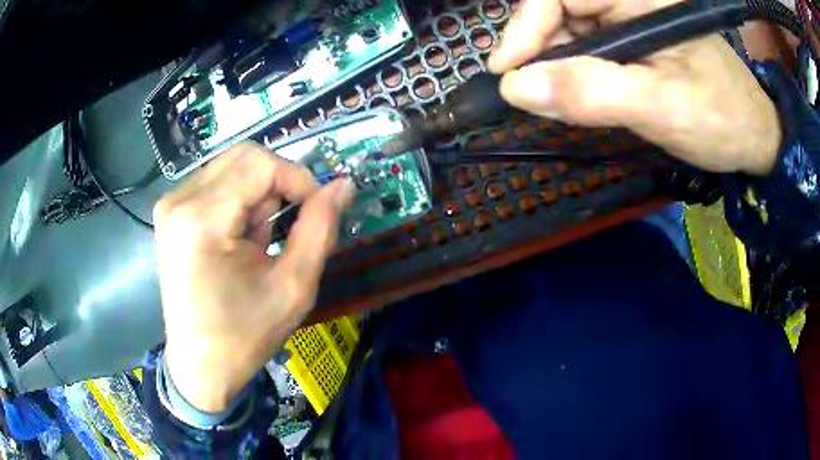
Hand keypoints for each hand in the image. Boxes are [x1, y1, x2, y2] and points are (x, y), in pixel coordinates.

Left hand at [153, 142, 354, 412]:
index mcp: (202, 219)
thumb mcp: (292, 286)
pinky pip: (216, 183)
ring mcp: (170, 204)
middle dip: (277, 184)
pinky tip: (239, 239)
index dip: (298, 178)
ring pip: (231, 167)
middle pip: (244, 157)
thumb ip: (320, 228)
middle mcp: (179, 200)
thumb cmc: (244, 335)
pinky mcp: (170, 212)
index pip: (260, 164)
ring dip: (257, 195)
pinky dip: (238, 201)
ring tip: (259, 242)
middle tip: (287, 226)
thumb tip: (343, 185)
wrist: (200, 365)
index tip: (317, 209)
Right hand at [488, 0, 780, 174]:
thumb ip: (595, 93)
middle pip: (561, 13)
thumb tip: (518, 89)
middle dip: (542, 53)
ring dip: (558, 69)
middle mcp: (630, 3)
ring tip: (563, 104)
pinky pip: (590, 53)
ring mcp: (631, 23)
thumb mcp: (663, 107)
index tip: (506, 73)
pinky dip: (577, 78)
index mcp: (639, 0)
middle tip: (535, 96)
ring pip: (571, 35)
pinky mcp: (634, 45)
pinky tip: (584, 99)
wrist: (753, 138)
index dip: (525, 28)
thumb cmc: (721, 119)